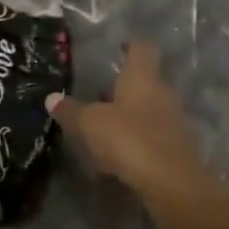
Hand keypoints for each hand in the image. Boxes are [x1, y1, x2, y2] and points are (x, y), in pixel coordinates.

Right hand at [47, 42, 206, 201]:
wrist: (172, 184)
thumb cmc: (129, 139)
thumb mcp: (90, 124)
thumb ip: (70, 110)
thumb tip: (51, 98)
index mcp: (142, 78)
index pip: (142, 48)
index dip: (130, 45)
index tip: (117, 47)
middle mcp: (162, 92)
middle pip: (146, 80)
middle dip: (125, 85)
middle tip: (101, 92)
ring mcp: (173, 120)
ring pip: (150, 108)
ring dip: (131, 113)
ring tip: (106, 125)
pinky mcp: (177, 147)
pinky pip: (154, 134)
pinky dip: (139, 138)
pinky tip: (121, 153)